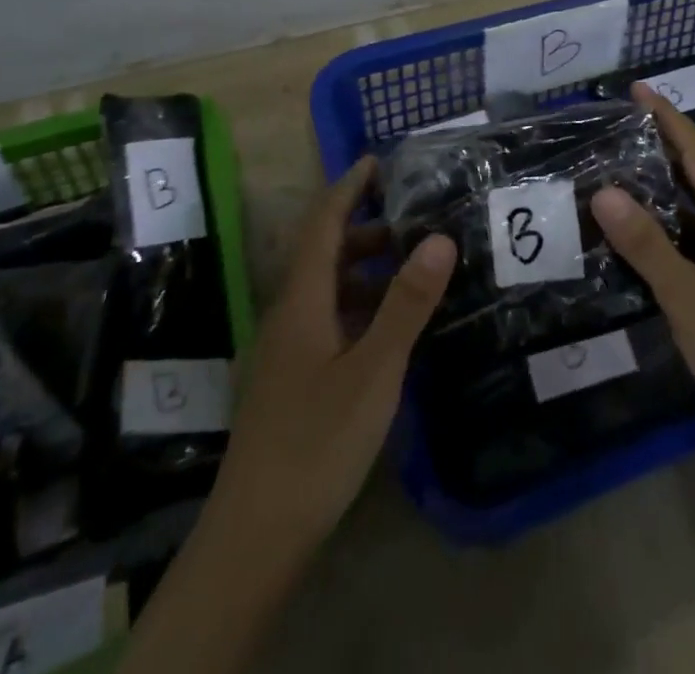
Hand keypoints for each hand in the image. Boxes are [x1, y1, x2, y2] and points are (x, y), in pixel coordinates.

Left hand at [211, 155, 456, 549]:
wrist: (256, 534)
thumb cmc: (316, 443)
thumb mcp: (374, 371)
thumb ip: (406, 304)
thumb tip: (439, 237)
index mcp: (302, 300)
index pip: (323, 223)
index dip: (348, 187)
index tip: (377, 160)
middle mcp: (289, 313)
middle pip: (324, 252)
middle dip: (365, 227)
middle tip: (413, 217)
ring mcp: (287, 348)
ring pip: (327, 288)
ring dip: (364, 268)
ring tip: (412, 267)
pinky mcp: (292, 378)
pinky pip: (328, 318)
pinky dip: (360, 305)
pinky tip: (389, 326)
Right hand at [592, 84, 694, 456]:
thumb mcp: (691, 298)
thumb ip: (647, 245)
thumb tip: (604, 191)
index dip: (667, 118)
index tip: (636, 89)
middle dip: (660, 146)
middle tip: (613, 128)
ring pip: (693, 210)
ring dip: (658, 188)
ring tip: (612, 173)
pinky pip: (692, 241)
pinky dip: (663, 229)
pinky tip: (634, 239)